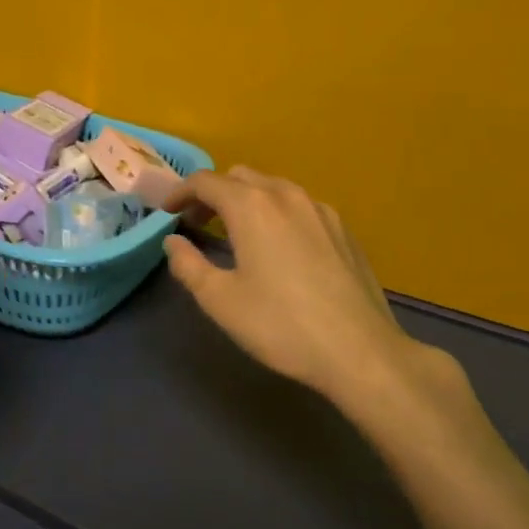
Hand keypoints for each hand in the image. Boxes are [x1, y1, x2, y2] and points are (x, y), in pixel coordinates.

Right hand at [163, 168, 469, 420]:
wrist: (360, 352)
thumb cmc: (280, 325)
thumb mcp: (220, 300)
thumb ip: (188, 265)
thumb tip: (174, 242)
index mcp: (251, 206)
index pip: (205, 182)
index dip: (180, 192)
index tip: (167, 212)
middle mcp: (286, 195)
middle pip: (239, 177)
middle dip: (213, 193)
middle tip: (197, 222)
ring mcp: (320, 209)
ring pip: (273, 187)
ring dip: (246, 200)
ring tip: (236, 232)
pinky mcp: (342, 229)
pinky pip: (299, 205)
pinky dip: (277, 212)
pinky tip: (279, 246)